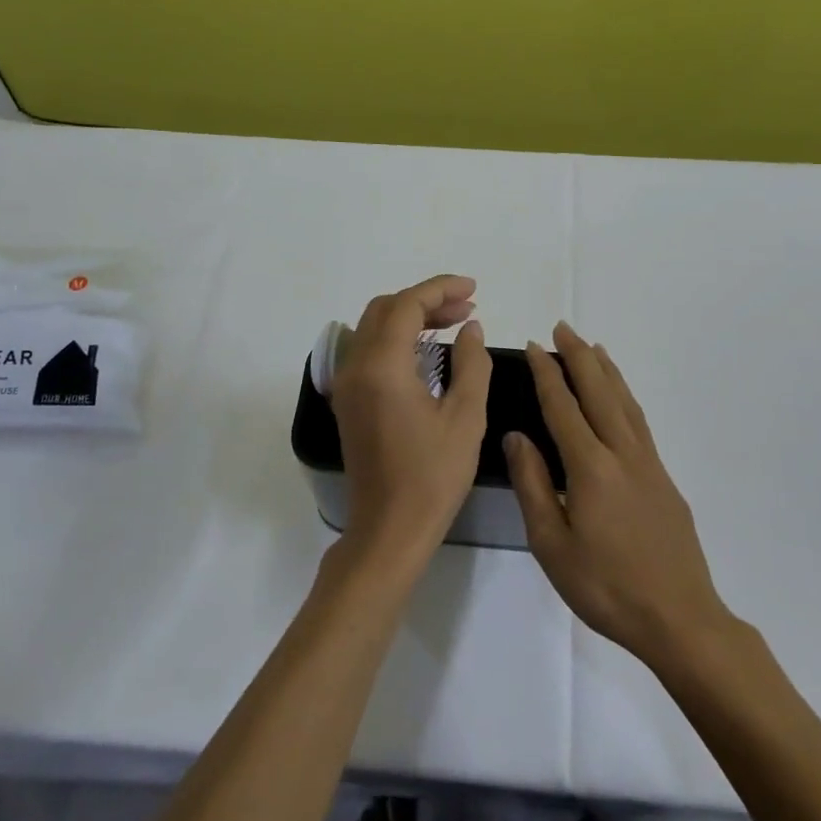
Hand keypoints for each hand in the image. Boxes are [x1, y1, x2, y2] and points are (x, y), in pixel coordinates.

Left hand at [329, 274, 491, 571]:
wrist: (388, 531)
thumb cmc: (432, 476)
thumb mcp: (465, 418)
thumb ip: (472, 364)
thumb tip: (471, 328)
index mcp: (382, 366)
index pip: (407, 305)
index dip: (440, 289)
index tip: (473, 290)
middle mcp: (356, 366)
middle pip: (386, 310)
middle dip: (426, 300)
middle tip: (466, 307)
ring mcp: (347, 384)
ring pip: (374, 328)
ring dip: (410, 317)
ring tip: (453, 323)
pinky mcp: (348, 401)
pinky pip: (369, 350)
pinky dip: (397, 339)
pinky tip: (427, 351)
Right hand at [505, 322, 734, 672]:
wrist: (679, 619)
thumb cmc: (606, 586)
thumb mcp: (551, 544)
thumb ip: (532, 485)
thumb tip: (517, 437)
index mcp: (590, 466)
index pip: (563, 406)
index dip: (547, 373)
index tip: (535, 346)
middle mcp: (622, 453)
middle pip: (599, 391)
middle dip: (578, 357)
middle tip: (563, 328)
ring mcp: (648, 464)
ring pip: (624, 402)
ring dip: (606, 370)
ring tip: (592, 347)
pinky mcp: (664, 478)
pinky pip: (639, 421)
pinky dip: (626, 396)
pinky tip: (620, 397)